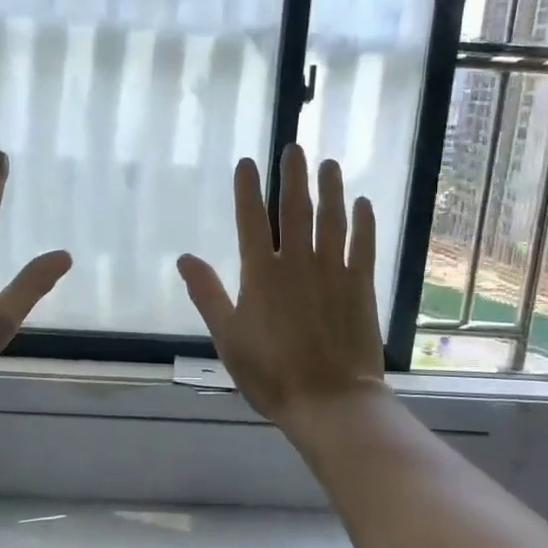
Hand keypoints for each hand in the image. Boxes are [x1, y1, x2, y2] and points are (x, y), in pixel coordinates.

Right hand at [177, 145, 386, 427]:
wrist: (329, 400)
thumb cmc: (271, 373)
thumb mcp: (227, 337)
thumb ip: (207, 294)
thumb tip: (184, 257)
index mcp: (261, 274)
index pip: (251, 220)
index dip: (248, 189)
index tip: (248, 162)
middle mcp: (297, 263)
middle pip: (295, 209)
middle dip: (293, 176)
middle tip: (294, 147)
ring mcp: (332, 271)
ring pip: (331, 219)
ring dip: (330, 189)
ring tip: (328, 164)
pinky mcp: (360, 285)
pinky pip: (363, 245)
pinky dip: (363, 223)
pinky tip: (362, 203)